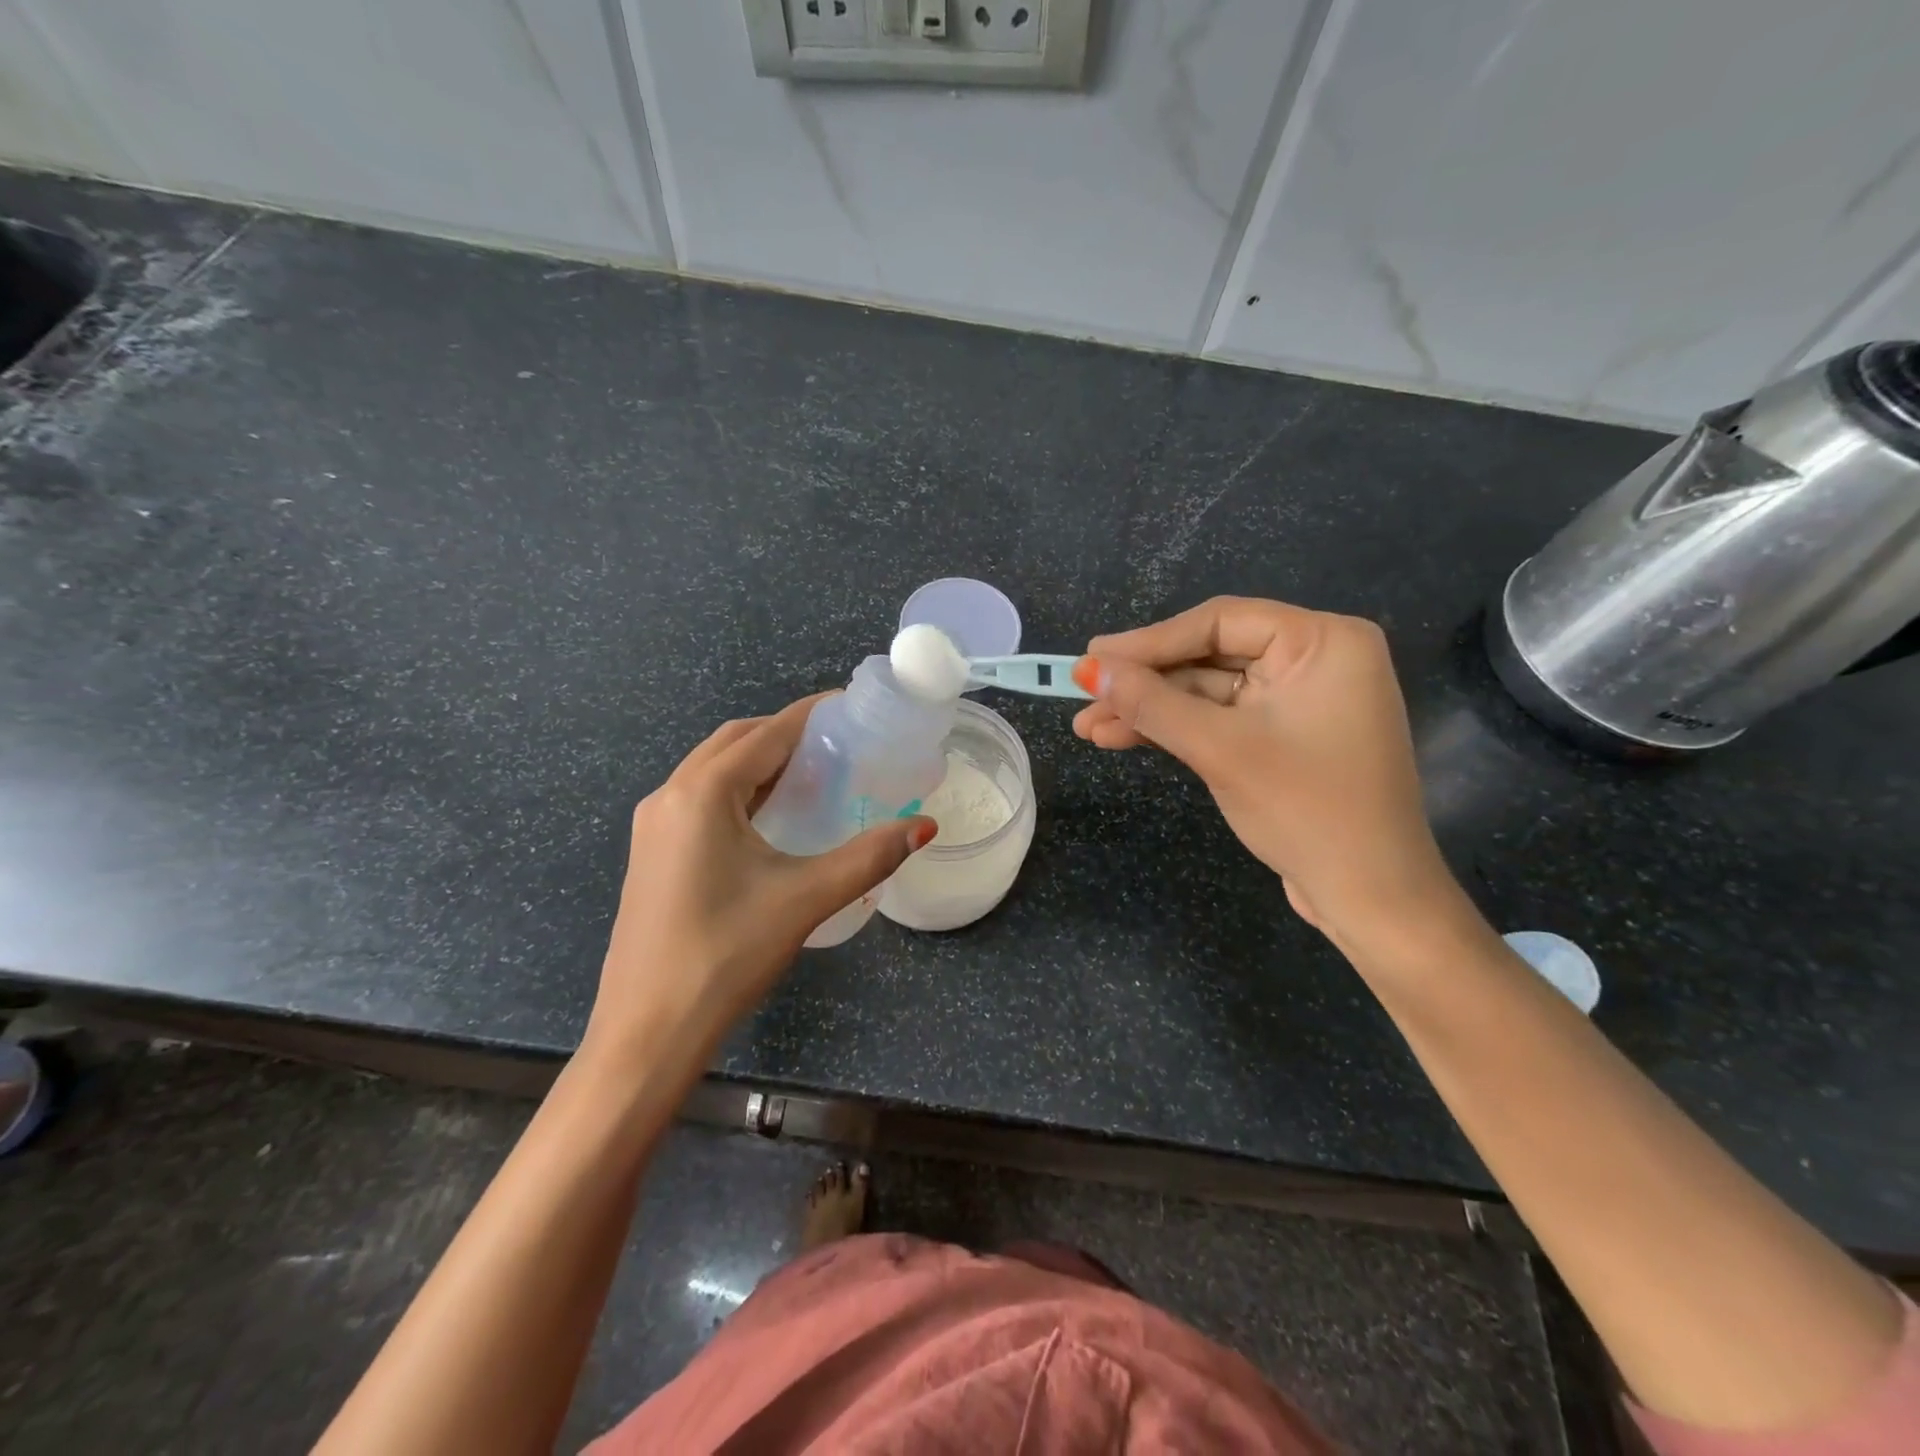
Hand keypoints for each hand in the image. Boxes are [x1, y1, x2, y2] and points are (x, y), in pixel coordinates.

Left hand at [585, 695, 934, 1068]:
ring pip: (714, 770)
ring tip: (814, 773)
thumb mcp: (806, 898)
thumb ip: (870, 856)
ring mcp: (654, 825)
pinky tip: (772, 817)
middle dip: (786, 734)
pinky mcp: (653, 853)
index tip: (852, 706)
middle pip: (736, 742)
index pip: (767, 733)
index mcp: (702, 793)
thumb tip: (925, 826)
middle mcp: (670, 795)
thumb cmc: (726, 955)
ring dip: (761, 762)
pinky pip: (701, 799)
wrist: (648, 1032)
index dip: (812, 714)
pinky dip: (740, 791)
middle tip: (839, 743)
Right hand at [1073, 597, 1458, 937]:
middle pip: (1210, 655)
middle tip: (1085, 693)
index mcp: (1324, 641)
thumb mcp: (1221, 750)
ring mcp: (1300, 700)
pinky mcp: (1285, 736)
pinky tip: (1123, 737)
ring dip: (1151, 710)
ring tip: (1089, 727)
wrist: (1369, 898)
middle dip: (1144, 683)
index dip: (1149, 641)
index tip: (1091, 657)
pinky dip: (1175, 729)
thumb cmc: (1307, 811)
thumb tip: (1090, 669)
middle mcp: (1316, 659)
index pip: (1220, 622)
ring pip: (1208, 691)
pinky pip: (1221, 718)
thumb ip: (1152, 704)